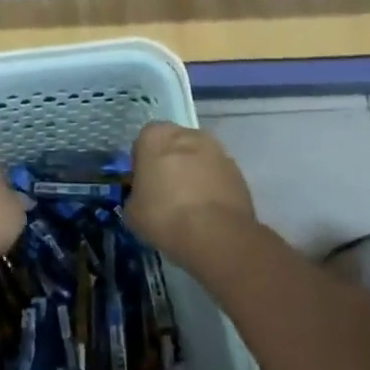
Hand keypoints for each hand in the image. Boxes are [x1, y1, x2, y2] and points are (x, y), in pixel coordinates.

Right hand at [127, 123, 258, 265]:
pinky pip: (217, 175)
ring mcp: (217, 151)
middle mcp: (188, 134)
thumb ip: (137, 194)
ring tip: (189, 205)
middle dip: (170, 162)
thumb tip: (145, 198)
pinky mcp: (238, 171)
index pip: (144, 141)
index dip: (143, 162)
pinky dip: (212, 187)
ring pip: (198, 158)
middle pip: (174, 145)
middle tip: (165, 192)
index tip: (143, 183)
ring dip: (193, 173)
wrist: (215, 235)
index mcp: (156, 136)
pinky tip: (208, 212)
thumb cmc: (164, 216)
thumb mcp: (132, 210)